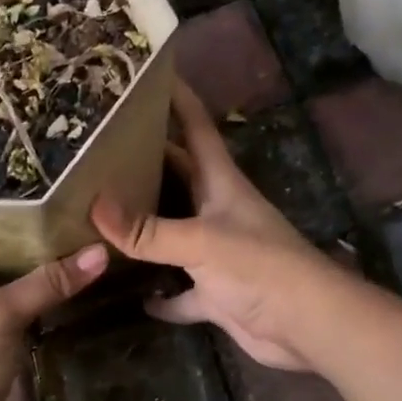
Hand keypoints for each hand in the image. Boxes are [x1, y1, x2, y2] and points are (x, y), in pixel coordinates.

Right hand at [91, 81, 339, 371]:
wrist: (307, 325)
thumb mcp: (201, 241)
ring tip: (97, 215)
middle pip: (177, 177)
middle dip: (143, 164)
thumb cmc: (261, 268)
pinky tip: (133, 296)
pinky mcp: (216, 293)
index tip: (146, 75)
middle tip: (95, 150)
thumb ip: (148, 228)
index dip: (177, 99)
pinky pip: (180, 292)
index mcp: (221, 183)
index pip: (197, 127)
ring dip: (144, 230)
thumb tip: (94, 203)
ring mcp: (217, 254)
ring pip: (172, 235)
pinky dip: (161, 295)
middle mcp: (218, 211)